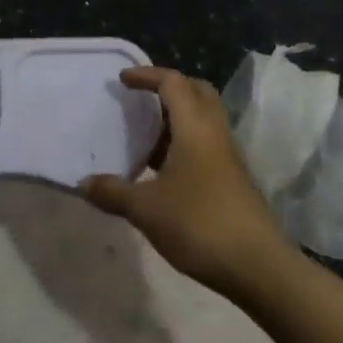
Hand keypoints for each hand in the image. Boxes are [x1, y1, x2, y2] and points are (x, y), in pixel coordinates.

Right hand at [82, 67, 294, 299]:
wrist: (259, 267)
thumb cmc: (200, 224)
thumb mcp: (146, 209)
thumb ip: (113, 192)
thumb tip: (83, 183)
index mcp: (195, 127)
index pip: (172, 82)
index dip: (147, 75)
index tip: (122, 80)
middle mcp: (214, 133)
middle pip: (196, 92)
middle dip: (169, 88)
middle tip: (142, 99)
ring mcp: (227, 157)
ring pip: (203, 120)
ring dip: (177, 118)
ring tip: (146, 136)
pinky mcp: (233, 180)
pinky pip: (206, 144)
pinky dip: (184, 143)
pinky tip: (164, 171)